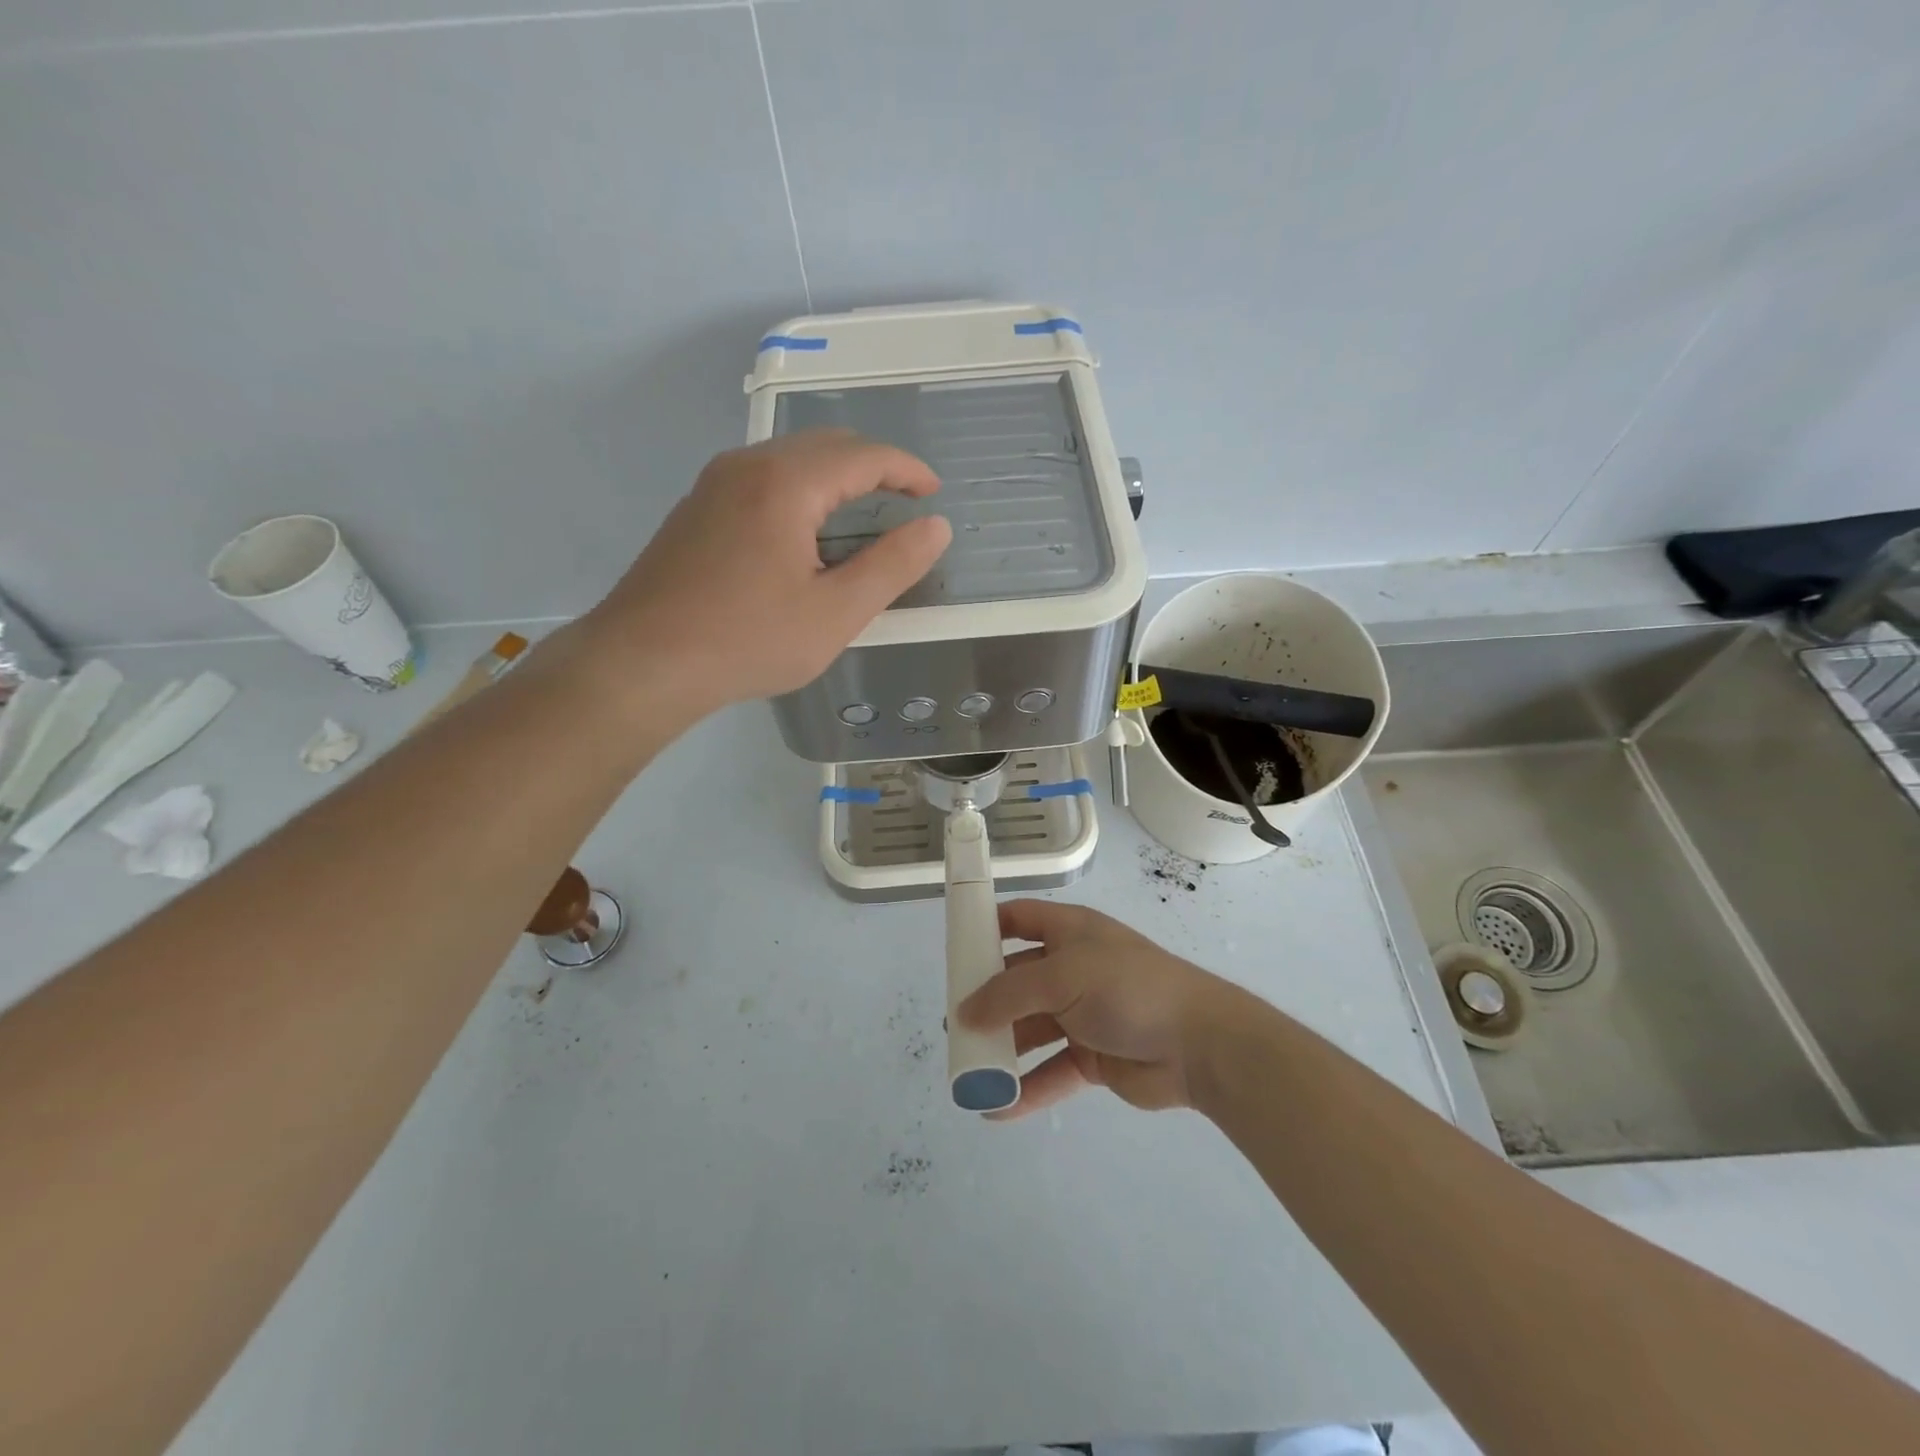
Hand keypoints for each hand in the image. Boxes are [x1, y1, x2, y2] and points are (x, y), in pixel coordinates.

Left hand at [580, 430, 950, 713]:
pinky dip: (800, 490)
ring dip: (834, 477)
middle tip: (904, 501)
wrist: (642, 662)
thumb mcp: (835, 613)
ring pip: (790, 459)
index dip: (906, 470)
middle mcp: (747, 465)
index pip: (863, 455)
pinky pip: (762, 478)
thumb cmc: (748, 641)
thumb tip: (936, 527)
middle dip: (873, 466)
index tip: (933, 493)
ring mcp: (714, 483)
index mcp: (786, 483)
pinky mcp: (696, 508)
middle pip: (825, 445)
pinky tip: (804, 532)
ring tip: (862, 516)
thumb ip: (892, 566)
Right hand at [958, 900, 1247, 1115]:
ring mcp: (1083, 1014)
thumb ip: (1009, 994)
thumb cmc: (1128, 988)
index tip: (954, 951)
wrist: (1200, 1044)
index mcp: (1070, 932)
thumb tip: (964, 1013)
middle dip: (986, 1000)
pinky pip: (1051, 1072)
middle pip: (1018, 979)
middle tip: (953, 1025)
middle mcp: (1073, 968)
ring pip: (1031, 1029)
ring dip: (1002, 1050)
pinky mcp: (1093, 1057)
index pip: (1020, 919)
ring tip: (966, 1072)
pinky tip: (996, 1110)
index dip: (987, 928)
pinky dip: (1026, 1089)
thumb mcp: (1063, 977)